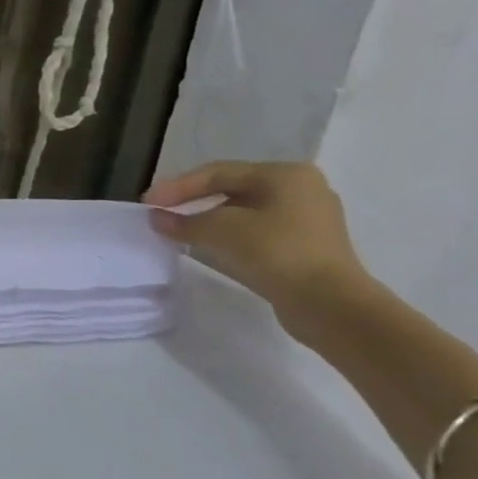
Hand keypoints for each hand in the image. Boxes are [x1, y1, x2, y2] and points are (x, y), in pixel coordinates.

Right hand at [141, 161, 371, 326]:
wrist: (330, 305)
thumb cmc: (277, 252)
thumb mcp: (221, 230)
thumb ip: (183, 221)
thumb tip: (156, 218)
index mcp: (285, 174)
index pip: (218, 173)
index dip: (177, 186)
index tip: (147, 202)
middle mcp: (301, 189)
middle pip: (232, 189)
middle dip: (193, 201)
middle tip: (162, 212)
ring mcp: (308, 219)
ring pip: (244, 212)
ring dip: (209, 220)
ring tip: (180, 230)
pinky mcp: (307, 246)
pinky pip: (258, 232)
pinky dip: (229, 235)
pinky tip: (210, 245)